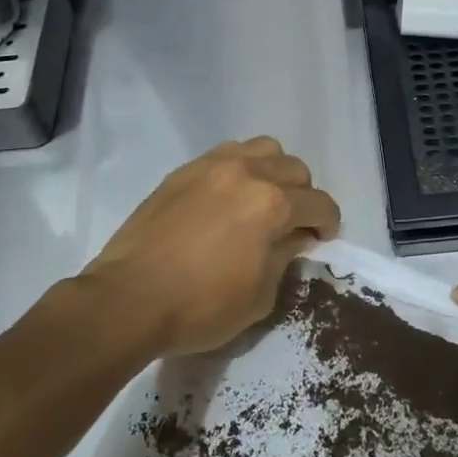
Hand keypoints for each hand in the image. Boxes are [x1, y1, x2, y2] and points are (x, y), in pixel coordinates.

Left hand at [81, 137, 340, 357]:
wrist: (129, 299)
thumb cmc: (200, 307)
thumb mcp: (260, 296)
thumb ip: (284, 258)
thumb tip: (294, 238)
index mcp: (272, 205)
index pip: (320, 203)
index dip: (328, 224)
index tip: (320, 240)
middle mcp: (248, 173)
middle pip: (295, 169)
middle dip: (303, 196)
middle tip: (292, 224)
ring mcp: (212, 166)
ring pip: (262, 149)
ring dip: (273, 172)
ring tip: (261, 200)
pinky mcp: (184, 171)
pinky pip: (226, 154)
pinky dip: (240, 169)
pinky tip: (228, 197)